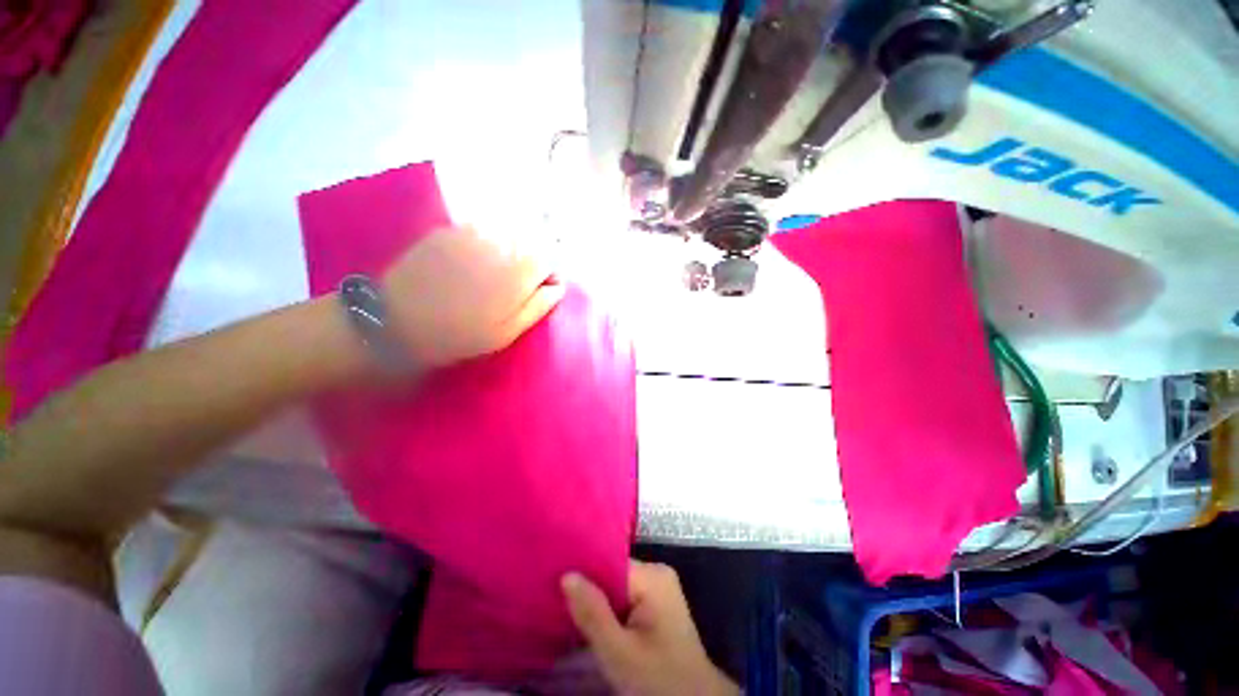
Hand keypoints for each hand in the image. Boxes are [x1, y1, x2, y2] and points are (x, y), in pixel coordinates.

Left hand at [382, 226, 564, 368]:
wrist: (396, 320)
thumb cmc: (459, 334)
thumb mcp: (507, 332)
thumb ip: (539, 305)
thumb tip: (559, 286)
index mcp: (519, 270)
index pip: (551, 259)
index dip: (549, 275)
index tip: (540, 291)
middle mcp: (501, 243)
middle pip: (532, 242)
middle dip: (531, 260)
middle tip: (516, 285)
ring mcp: (474, 231)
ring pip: (508, 233)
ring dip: (511, 249)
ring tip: (495, 273)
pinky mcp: (450, 229)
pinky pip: (482, 229)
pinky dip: (488, 242)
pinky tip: (473, 262)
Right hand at [562, 561, 739, 695]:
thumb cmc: (657, 680)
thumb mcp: (619, 652)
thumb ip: (592, 613)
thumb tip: (567, 575)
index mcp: (652, 576)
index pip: (608, 563)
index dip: (582, 574)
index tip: (554, 582)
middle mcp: (656, 574)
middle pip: (611, 575)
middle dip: (587, 591)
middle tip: (555, 602)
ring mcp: (658, 590)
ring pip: (616, 589)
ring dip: (596, 604)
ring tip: (566, 611)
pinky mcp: (656, 607)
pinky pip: (624, 600)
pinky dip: (608, 613)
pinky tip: (589, 623)